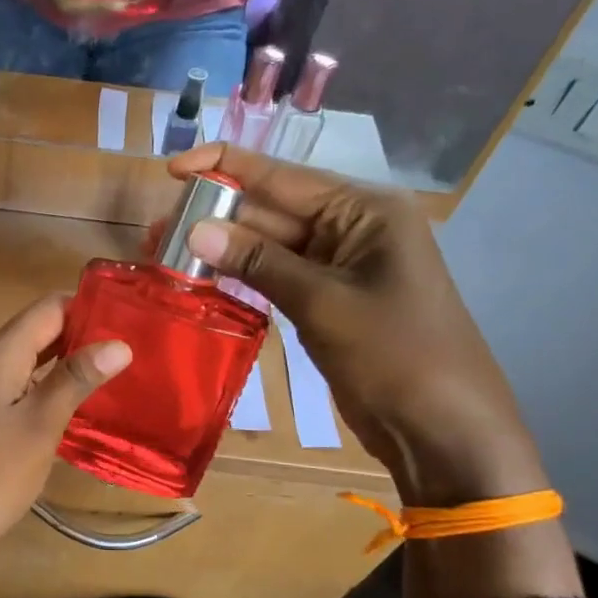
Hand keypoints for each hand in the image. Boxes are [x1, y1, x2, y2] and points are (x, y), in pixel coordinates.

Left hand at [0, 295, 130, 589]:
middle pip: (43, 333)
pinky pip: (29, 396)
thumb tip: (119, 342)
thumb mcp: (39, 424)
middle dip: (87, 336)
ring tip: (128, 375)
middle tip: (141, 348)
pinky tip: (91, 412)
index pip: (50, 307)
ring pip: (37, 367)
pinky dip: (58, 396)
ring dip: (75, 368)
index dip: (90, 306)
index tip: (136, 316)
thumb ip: (76, 379)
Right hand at [159, 145, 547, 505]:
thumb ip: (258, 262)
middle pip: (271, 209)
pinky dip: (242, 276)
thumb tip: (194, 230)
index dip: (224, 168)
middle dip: (214, 216)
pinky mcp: (328, 299)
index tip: (172, 170)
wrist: (443, 429)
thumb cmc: (396, 356)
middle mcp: (352, 227)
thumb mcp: (323, 303)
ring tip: (164, 254)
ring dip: (222, 248)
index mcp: (364, 210)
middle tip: (154, 232)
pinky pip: (277, 276)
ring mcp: (340, 265)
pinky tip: (201, 279)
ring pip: (269, 245)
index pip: (282, 176)